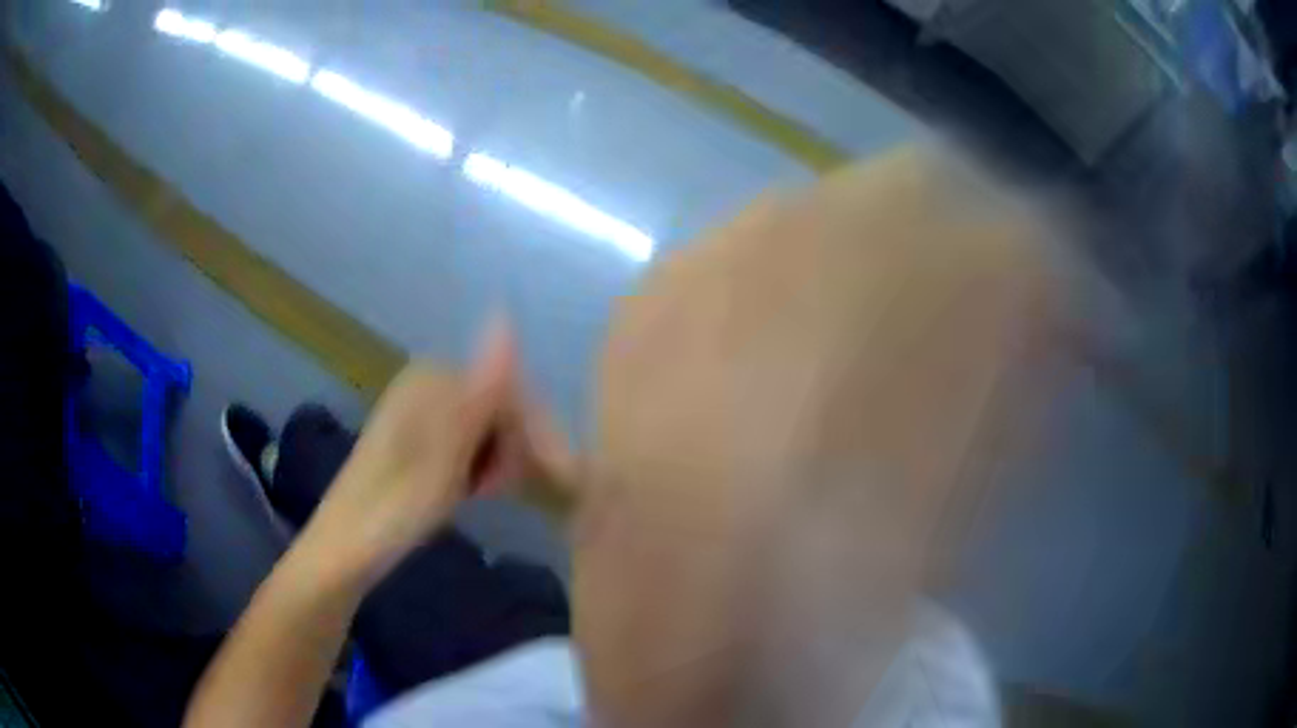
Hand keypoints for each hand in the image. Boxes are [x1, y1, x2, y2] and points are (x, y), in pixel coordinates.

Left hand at [299, 324, 516, 585]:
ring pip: (487, 425)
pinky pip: (468, 441)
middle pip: (499, 405)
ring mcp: (421, 410)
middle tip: (506, 490)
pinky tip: (472, 488)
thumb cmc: (395, 507)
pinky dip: (479, 465)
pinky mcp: (417, 437)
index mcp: (433, 378)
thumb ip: (480, 391)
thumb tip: (505, 317)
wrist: (346, 548)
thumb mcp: (445, 453)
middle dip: (515, 446)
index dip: (535, 431)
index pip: (509, 389)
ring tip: (486, 492)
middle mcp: (427, 383)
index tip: (556, 476)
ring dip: (499, 458)